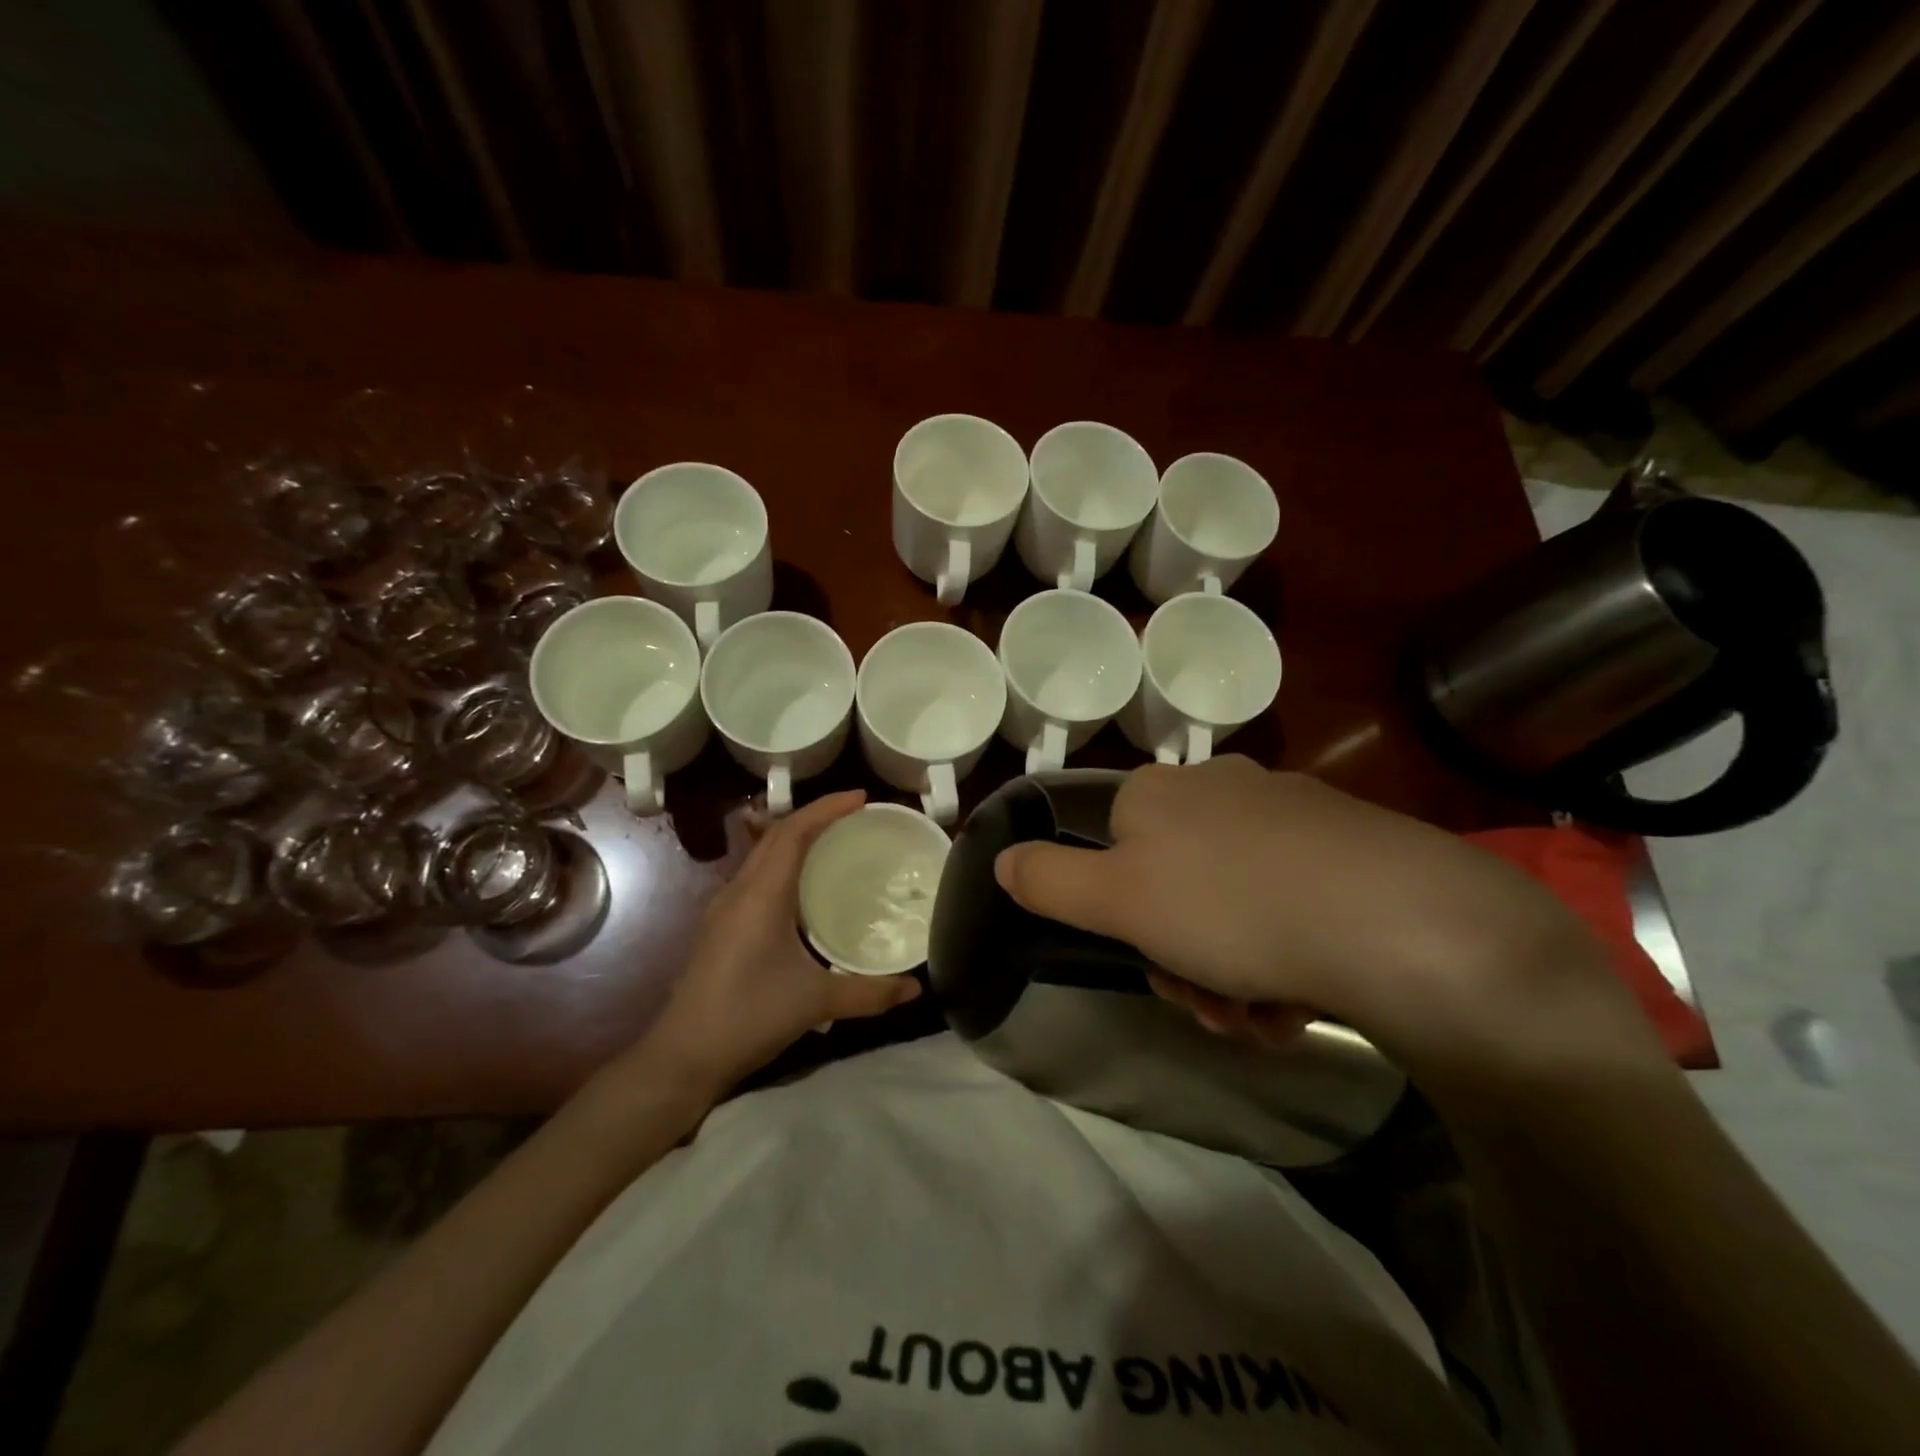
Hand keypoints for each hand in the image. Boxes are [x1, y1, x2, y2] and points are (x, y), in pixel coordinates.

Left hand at [636, 791, 921, 1091]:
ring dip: (797, 837)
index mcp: (762, 895)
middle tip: (856, 815)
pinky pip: (757, 876)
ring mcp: (726, 908)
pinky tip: (804, 887)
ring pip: (764, 854)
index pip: (794, 832)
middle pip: (777, 835)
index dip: (827, 808)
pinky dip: (785, 863)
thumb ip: (869, 992)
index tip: (861, 797)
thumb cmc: (748, 1017)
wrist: (683, 1056)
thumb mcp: (815, 1003)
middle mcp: (740, 891)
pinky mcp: (722, 927)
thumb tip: (915, 987)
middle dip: (816, 816)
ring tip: (835, 840)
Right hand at [994, 757, 1662, 1088]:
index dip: (1124, 919)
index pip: (1112, 854)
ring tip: (1265, 1014)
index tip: (1155, 965)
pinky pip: (1291, 904)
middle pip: (1173, 887)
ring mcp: (1289, 812)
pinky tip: (1309, 996)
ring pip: (1232, 905)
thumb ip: (1047, 880)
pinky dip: (1287, 956)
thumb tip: (1000, 858)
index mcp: (1158, 792)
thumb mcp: (1116, 901)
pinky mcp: (1350, 845)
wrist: (1399, 921)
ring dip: (1234, 972)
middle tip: (1214, 1006)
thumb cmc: (1232, 907)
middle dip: (1184, 958)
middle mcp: (1220, 787)